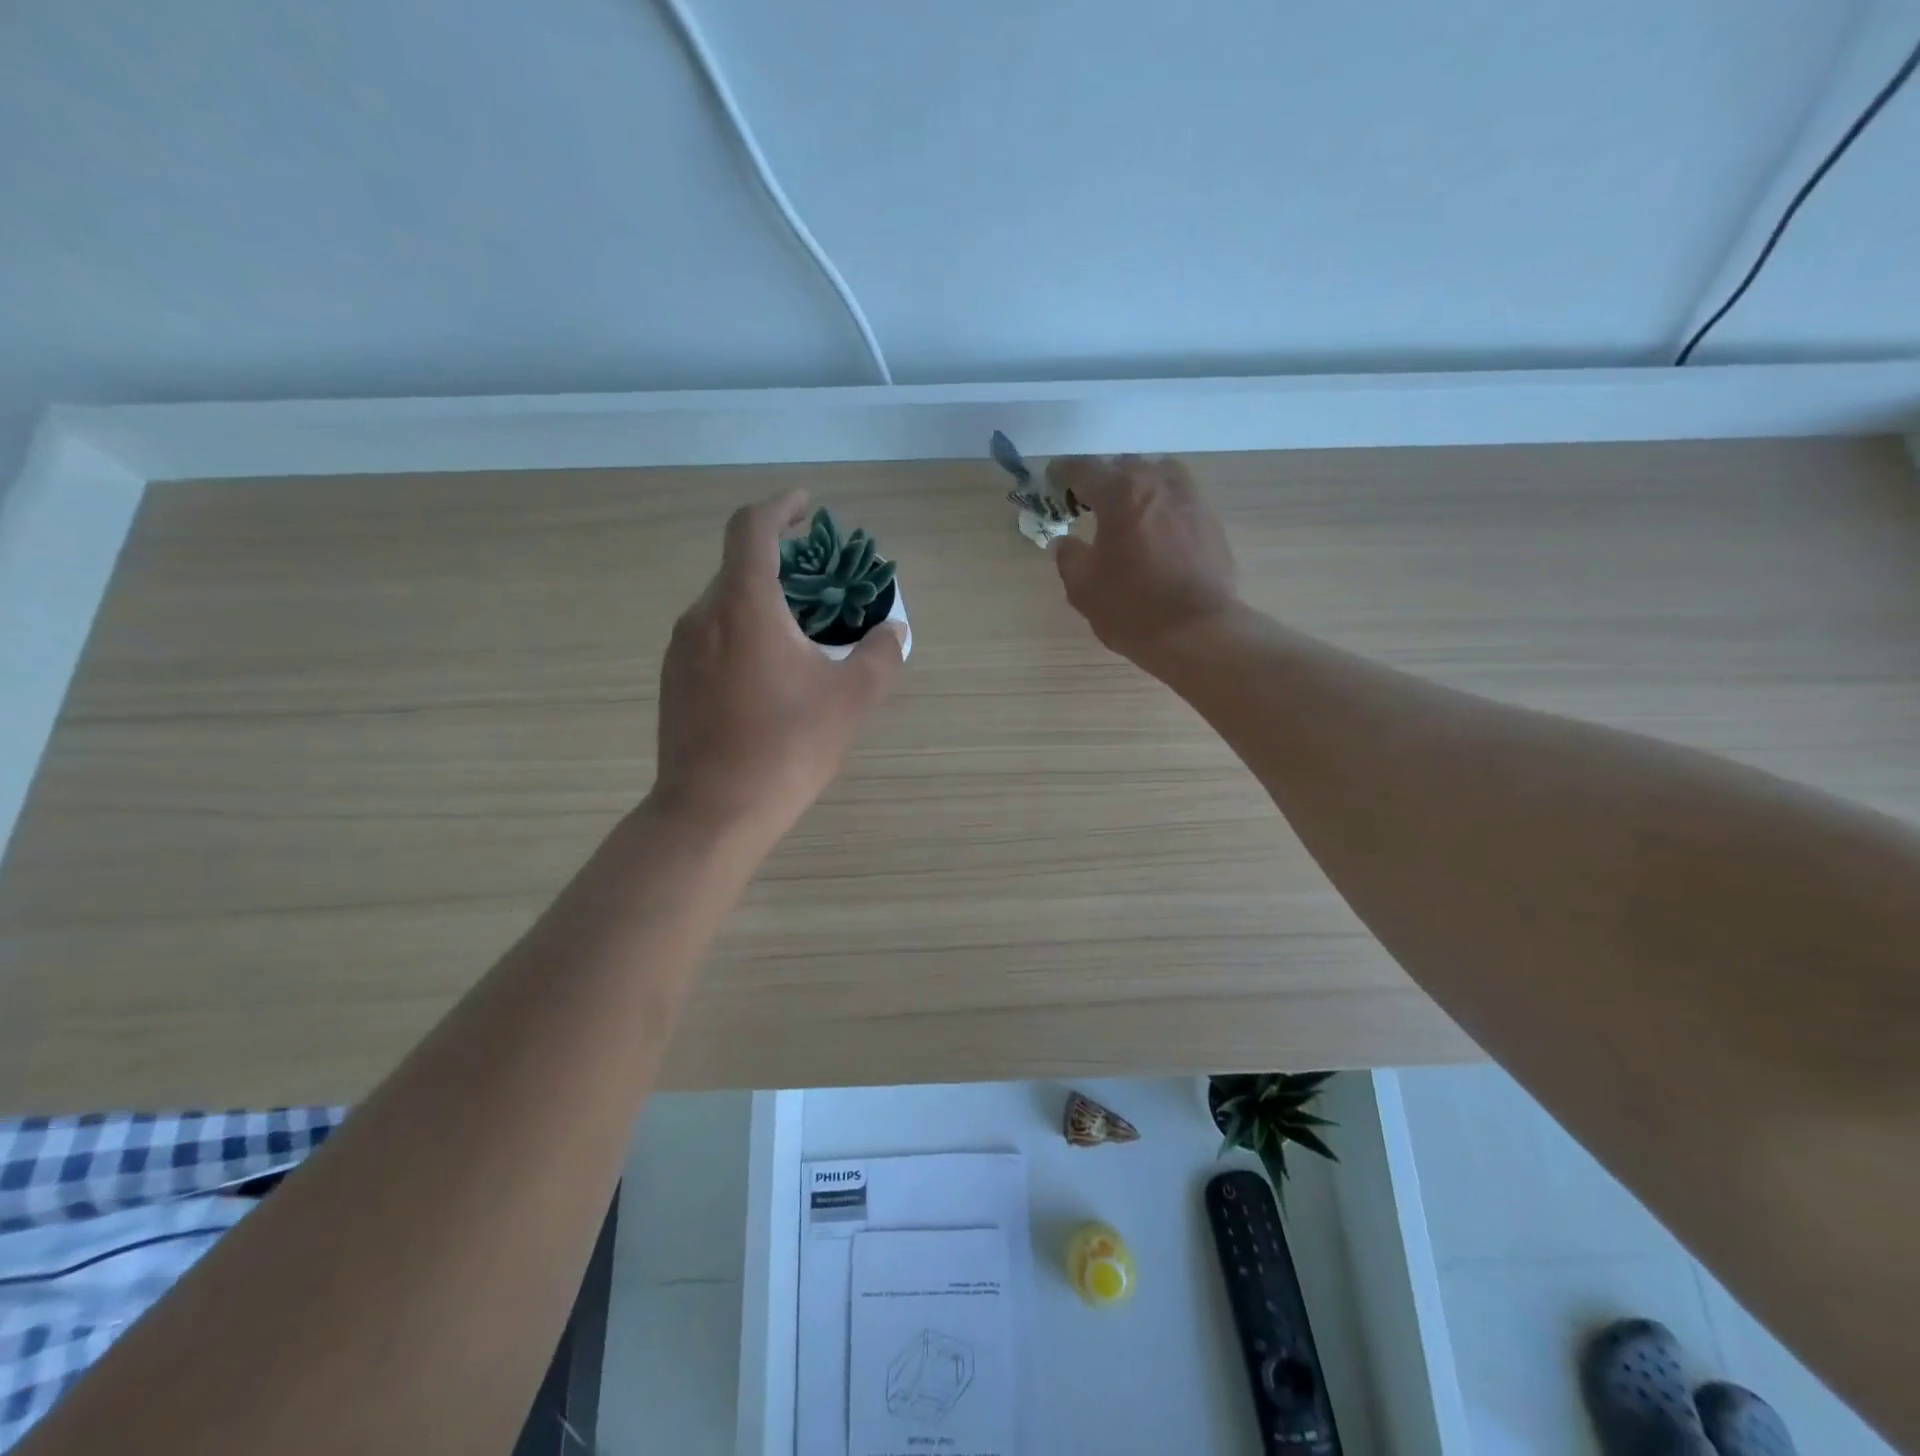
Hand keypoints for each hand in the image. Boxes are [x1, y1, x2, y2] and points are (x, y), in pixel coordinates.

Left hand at [654, 491, 905, 840]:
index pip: (752, 528)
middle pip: (739, 567)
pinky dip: (743, 634)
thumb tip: (893, 632)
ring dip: (762, 603)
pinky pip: (712, 639)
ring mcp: (681, 651)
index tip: (807, 507)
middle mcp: (703, 615)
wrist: (712, 811)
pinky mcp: (673, 683)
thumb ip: (879, 656)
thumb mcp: (851, 699)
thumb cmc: (786, 746)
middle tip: (821, 583)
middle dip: (781, 563)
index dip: (781, 507)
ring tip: (801, 633)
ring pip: (724, 606)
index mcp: (744, 604)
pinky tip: (769, 675)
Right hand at [1049, 455, 1239, 659]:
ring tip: (1125, 513)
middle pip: (1123, 467)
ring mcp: (1191, 498)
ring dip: (1137, 488)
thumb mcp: (1083, 587)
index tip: (1052, 481)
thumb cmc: (1133, 608)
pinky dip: (1161, 507)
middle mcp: (1158, 483)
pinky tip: (1154, 533)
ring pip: (1157, 477)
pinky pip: (1178, 499)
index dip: (1063, 473)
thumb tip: (1065, 542)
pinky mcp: (1211, 520)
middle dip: (1102, 480)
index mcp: (1121, 493)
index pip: (1084, 469)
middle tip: (1087, 503)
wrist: (1199, 632)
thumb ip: (1068, 557)